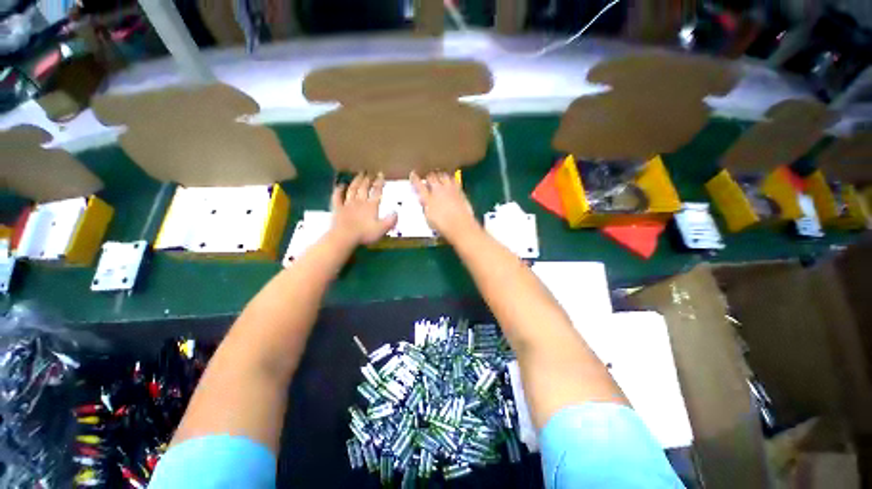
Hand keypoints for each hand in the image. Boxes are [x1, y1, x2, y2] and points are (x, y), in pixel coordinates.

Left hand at [330, 173, 396, 246]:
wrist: (345, 237)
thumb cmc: (365, 234)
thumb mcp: (382, 229)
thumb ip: (390, 220)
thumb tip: (396, 212)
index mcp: (371, 206)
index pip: (377, 191)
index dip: (379, 182)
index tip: (381, 174)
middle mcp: (360, 201)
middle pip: (364, 188)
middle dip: (367, 179)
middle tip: (370, 172)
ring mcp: (347, 204)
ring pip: (352, 189)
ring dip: (356, 181)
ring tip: (359, 174)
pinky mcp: (337, 208)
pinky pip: (337, 197)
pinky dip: (339, 190)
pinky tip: (340, 185)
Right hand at [410, 171, 478, 241]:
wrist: (461, 226)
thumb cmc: (443, 227)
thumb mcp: (429, 218)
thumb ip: (425, 207)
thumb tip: (424, 201)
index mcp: (428, 199)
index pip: (418, 185)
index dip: (415, 179)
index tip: (413, 174)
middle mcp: (438, 191)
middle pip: (431, 177)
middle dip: (429, 177)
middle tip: (428, 179)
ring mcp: (450, 189)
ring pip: (443, 175)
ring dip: (440, 175)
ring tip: (439, 177)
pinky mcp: (460, 191)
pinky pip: (454, 180)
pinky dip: (451, 179)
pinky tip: (451, 181)